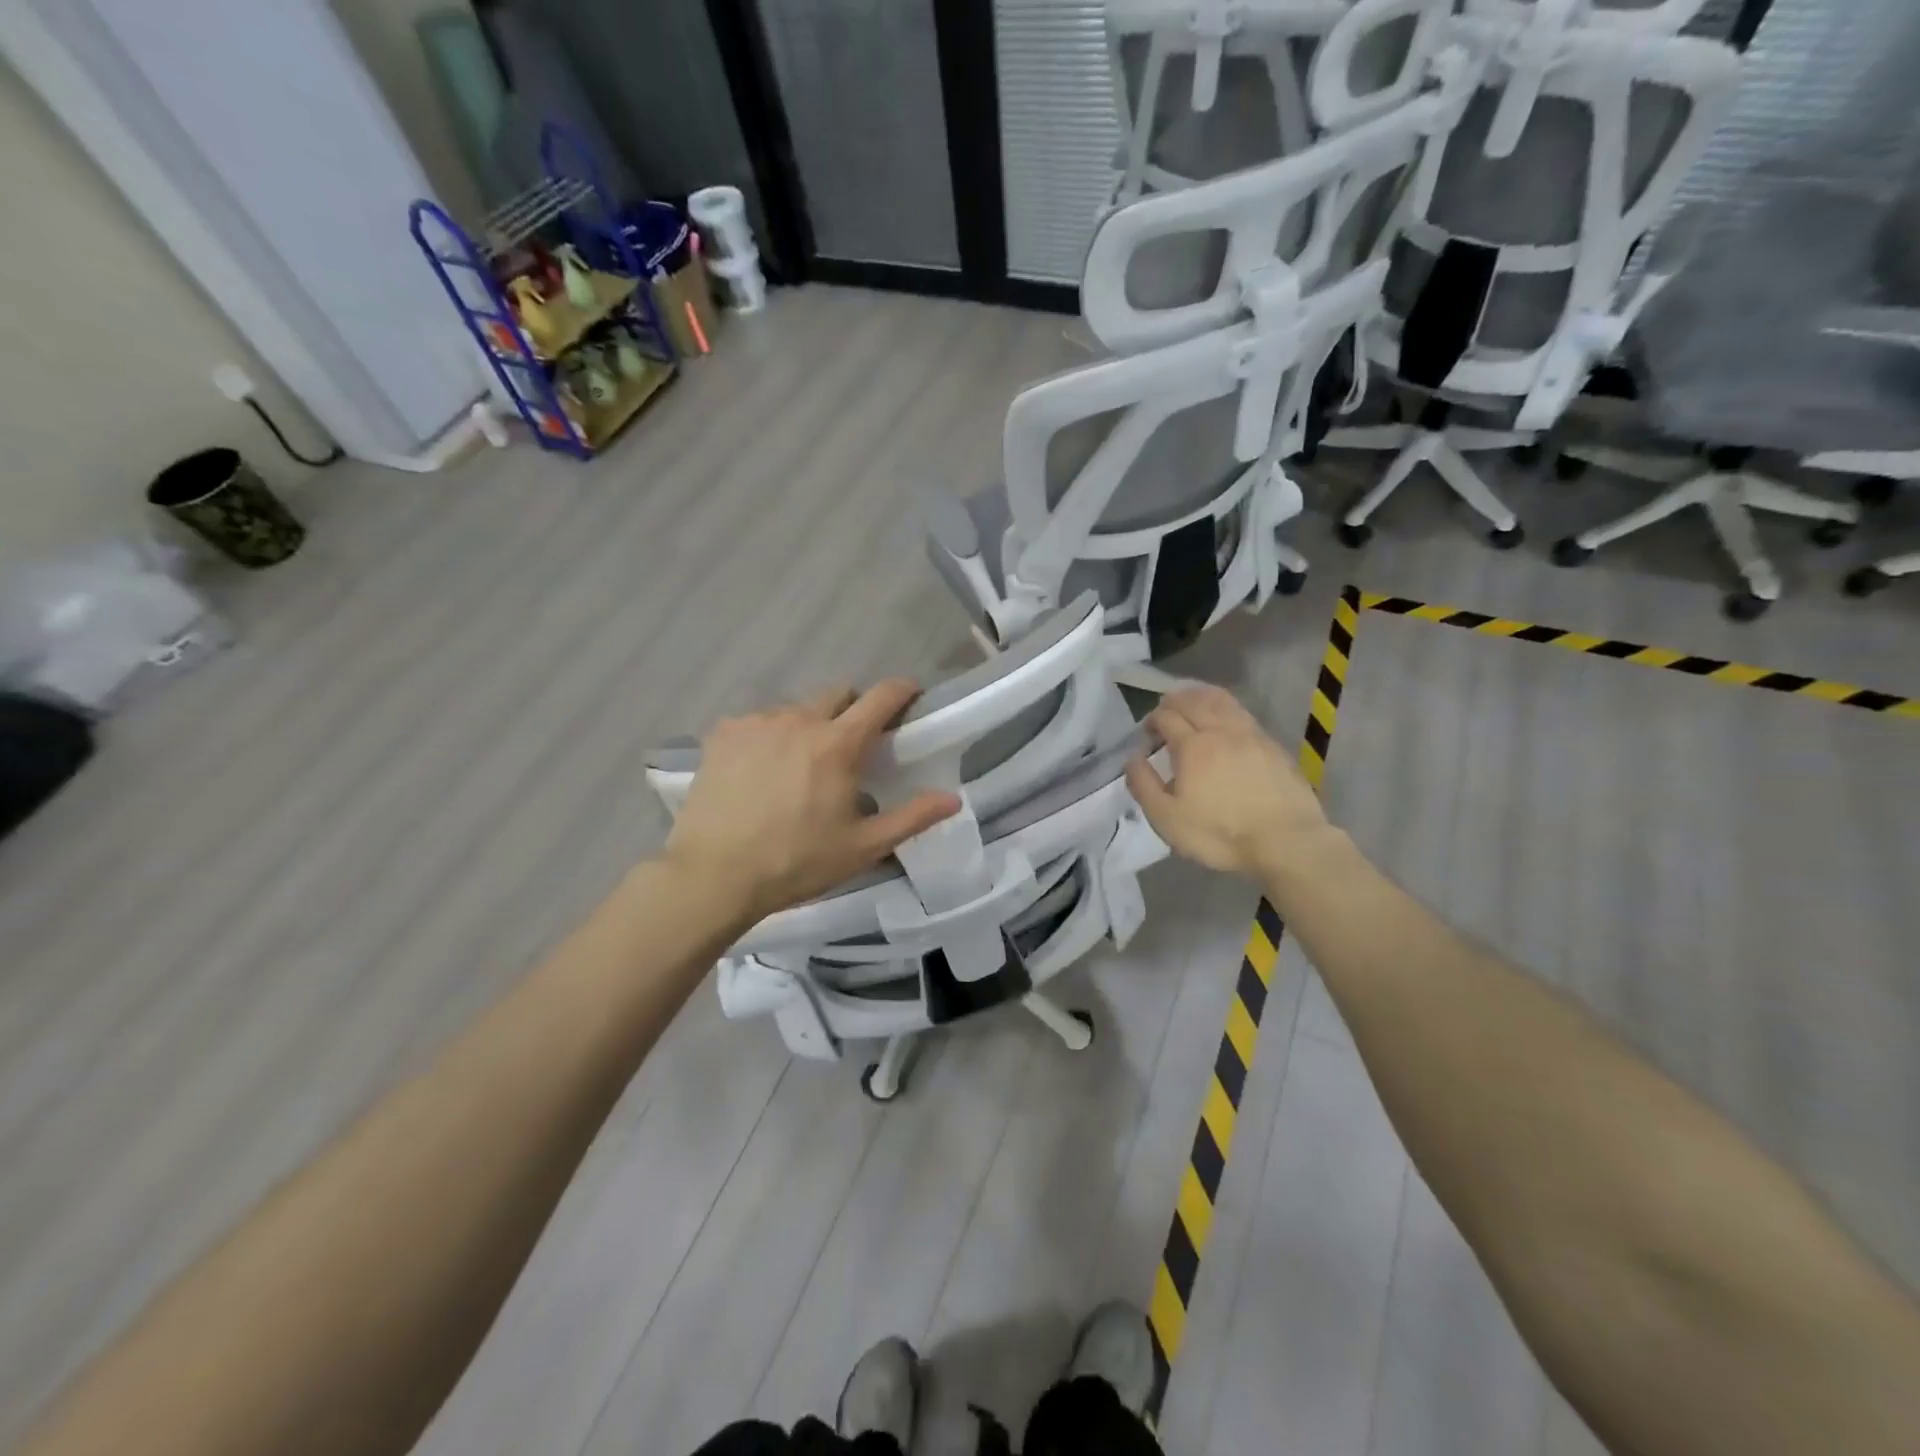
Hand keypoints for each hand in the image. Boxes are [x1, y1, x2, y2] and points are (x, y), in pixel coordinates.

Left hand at [664, 680, 961, 922]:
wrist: (714, 876)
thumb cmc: (796, 862)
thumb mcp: (863, 847)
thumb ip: (912, 818)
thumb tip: (953, 799)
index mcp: (837, 744)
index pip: (880, 697)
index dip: (901, 690)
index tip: (910, 697)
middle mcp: (798, 719)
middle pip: (837, 694)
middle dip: (853, 710)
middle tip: (853, 746)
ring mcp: (756, 722)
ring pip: (796, 709)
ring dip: (809, 726)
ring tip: (801, 765)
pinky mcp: (723, 734)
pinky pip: (758, 722)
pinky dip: (770, 737)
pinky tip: (761, 771)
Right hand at [1125, 685, 1334, 879]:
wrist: (1286, 841)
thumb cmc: (1220, 834)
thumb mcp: (1167, 819)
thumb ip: (1144, 785)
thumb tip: (1133, 758)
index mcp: (1191, 747)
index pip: (1166, 717)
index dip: (1152, 721)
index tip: (1147, 735)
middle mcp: (1220, 731)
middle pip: (1193, 701)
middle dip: (1173, 701)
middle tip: (1164, 711)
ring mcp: (1250, 734)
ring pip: (1221, 701)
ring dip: (1200, 696)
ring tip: (1191, 700)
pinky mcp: (1272, 745)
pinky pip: (1242, 713)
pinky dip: (1225, 706)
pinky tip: (1224, 717)